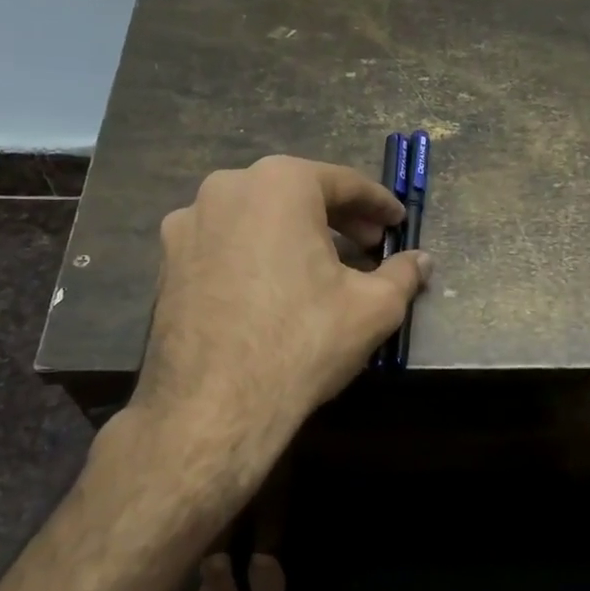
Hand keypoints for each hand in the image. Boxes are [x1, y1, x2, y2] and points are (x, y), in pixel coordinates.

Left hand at [130, 154, 430, 470]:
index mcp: (280, 183)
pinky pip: (225, 242)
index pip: (344, 183)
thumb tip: (423, 261)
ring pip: (257, 216)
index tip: (398, 222)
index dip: (378, 205)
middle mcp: (227, 188)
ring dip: (294, 233)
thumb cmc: (302, 342)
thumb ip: (403, 274)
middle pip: (297, 193)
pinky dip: (255, 252)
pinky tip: (273, 286)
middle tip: (370, 245)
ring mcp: (188, 223)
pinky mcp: (166, 260)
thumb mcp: (373, 307)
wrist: (213, 407)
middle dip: (338, 217)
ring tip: (322, 266)